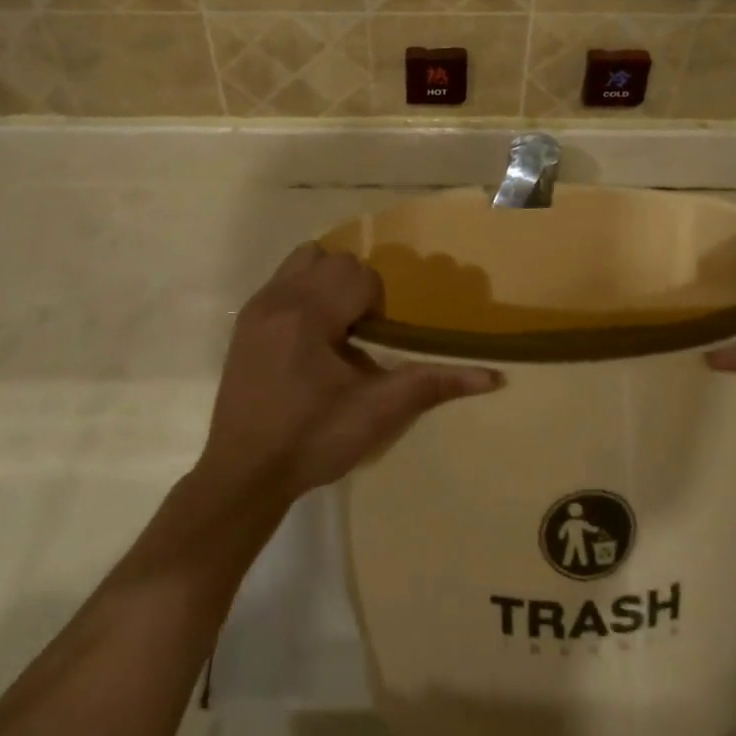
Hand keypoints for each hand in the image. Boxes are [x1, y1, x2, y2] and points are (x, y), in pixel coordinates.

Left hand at [196, 244, 498, 506]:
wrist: (242, 475)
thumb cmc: (312, 441)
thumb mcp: (376, 413)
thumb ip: (432, 385)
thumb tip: (492, 377)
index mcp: (309, 313)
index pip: (358, 275)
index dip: (376, 305)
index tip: (372, 345)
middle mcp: (279, 297)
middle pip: (333, 260)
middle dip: (354, 289)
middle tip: (358, 336)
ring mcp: (256, 307)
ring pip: (303, 260)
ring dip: (327, 282)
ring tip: (334, 328)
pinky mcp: (244, 322)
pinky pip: (282, 281)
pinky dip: (304, 294)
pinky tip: (308, 342)